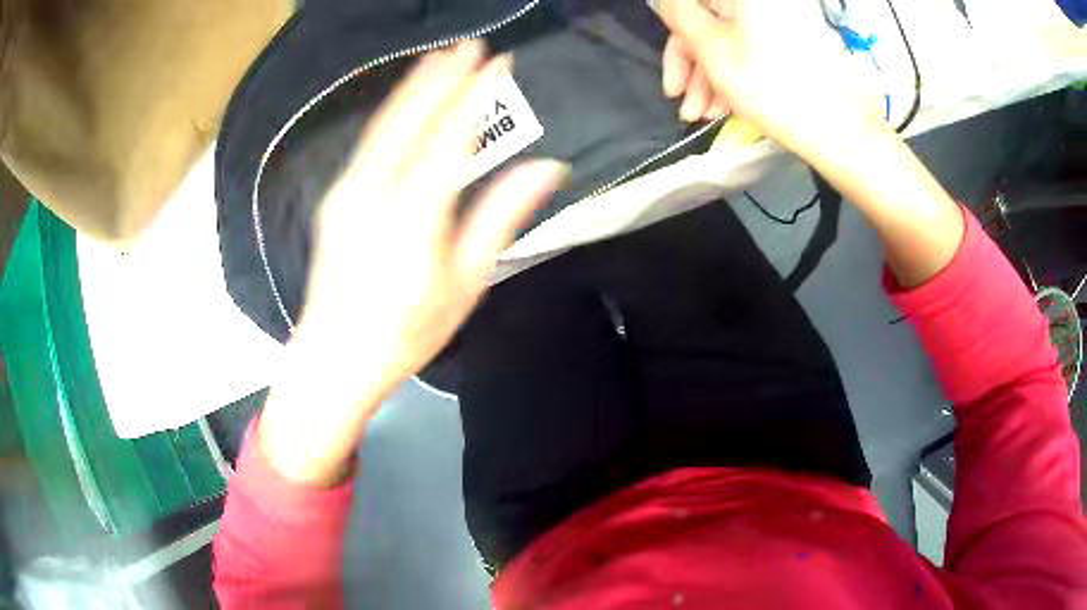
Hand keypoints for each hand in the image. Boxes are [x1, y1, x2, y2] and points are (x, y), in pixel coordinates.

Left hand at [258, 41, 567, 485]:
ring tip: (439, 57)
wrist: (335, 355)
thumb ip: (501, 215)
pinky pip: (370, 142)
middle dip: (445, 76)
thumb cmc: (406, 330)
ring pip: (386, 123)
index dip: (479, 93)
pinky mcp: (336, 196)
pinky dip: (392, 113)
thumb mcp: (466, 280)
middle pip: (414, 116)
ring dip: (415, 86)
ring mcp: (349, 188)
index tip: (501, 62)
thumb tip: (547, 168)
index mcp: (415, 210)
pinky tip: (405, 102)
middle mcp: (376, 187)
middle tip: (470, 45)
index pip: (455, 133)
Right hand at [660, 0, 886, 159]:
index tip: (671, 78)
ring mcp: (780, 22)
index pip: (691, 6)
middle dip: (692, 65)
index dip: (675, 39)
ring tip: (702, 116)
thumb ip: (679, 15)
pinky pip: (751, 49)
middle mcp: (763, 5)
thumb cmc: (769, 86)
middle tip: (682, 102)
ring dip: (710, 77)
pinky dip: (735, 74)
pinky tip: (724, 107)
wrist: (835, 129)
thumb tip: (665, 2)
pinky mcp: (791, 42)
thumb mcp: (713, 48)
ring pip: (730, 40)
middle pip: (711, 23)